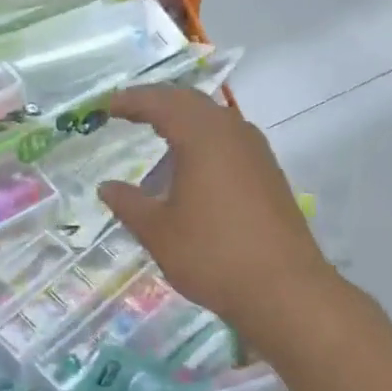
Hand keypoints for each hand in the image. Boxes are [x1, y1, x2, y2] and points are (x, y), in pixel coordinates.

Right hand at [98, 87, 342, 340]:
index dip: (132, 101)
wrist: (284, 290)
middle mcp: (233, 134)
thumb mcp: (158, 232)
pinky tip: (191, 165)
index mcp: (203, 138)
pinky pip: (229, 140)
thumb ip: (128, 203)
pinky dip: (203, 139)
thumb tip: (107, 187)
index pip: (161, 103)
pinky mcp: (268, 174)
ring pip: (214, 119)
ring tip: (156, 132)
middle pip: (191, 102)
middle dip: (157, 102)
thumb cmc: (212, 255)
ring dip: (183, 119)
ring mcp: (256, 153)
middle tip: (128, 110)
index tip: (107, 105)